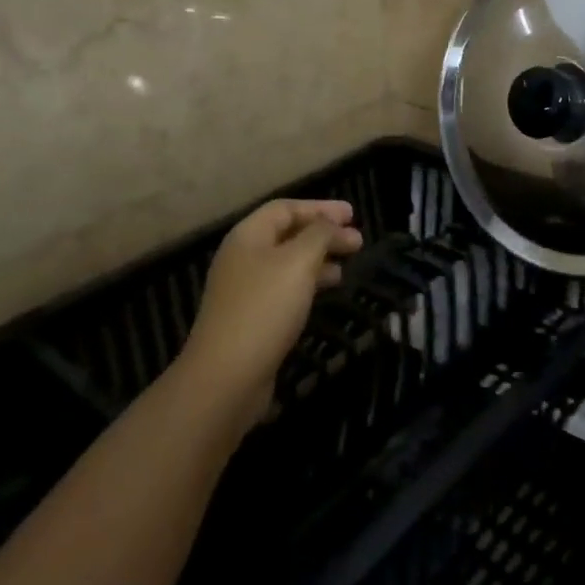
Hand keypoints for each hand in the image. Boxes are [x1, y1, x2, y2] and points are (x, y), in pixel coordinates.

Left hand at [178, 198, 362, 429]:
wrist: (226, 377)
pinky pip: (285, 288)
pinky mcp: (251, 318)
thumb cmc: (264, 308)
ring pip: (288, 262)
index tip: (352, 214)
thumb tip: (333, 224)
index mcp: (248, 236)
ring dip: (319, 259)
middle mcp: (242, 257)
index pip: (286, 208)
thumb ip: (320, 235)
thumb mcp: (298, 262)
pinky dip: (308, 283)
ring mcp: (244, 290)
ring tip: (347, 266)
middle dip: (323, 233)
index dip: (320, 208)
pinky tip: (326, 292)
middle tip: (357, 240)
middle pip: (287, 234)